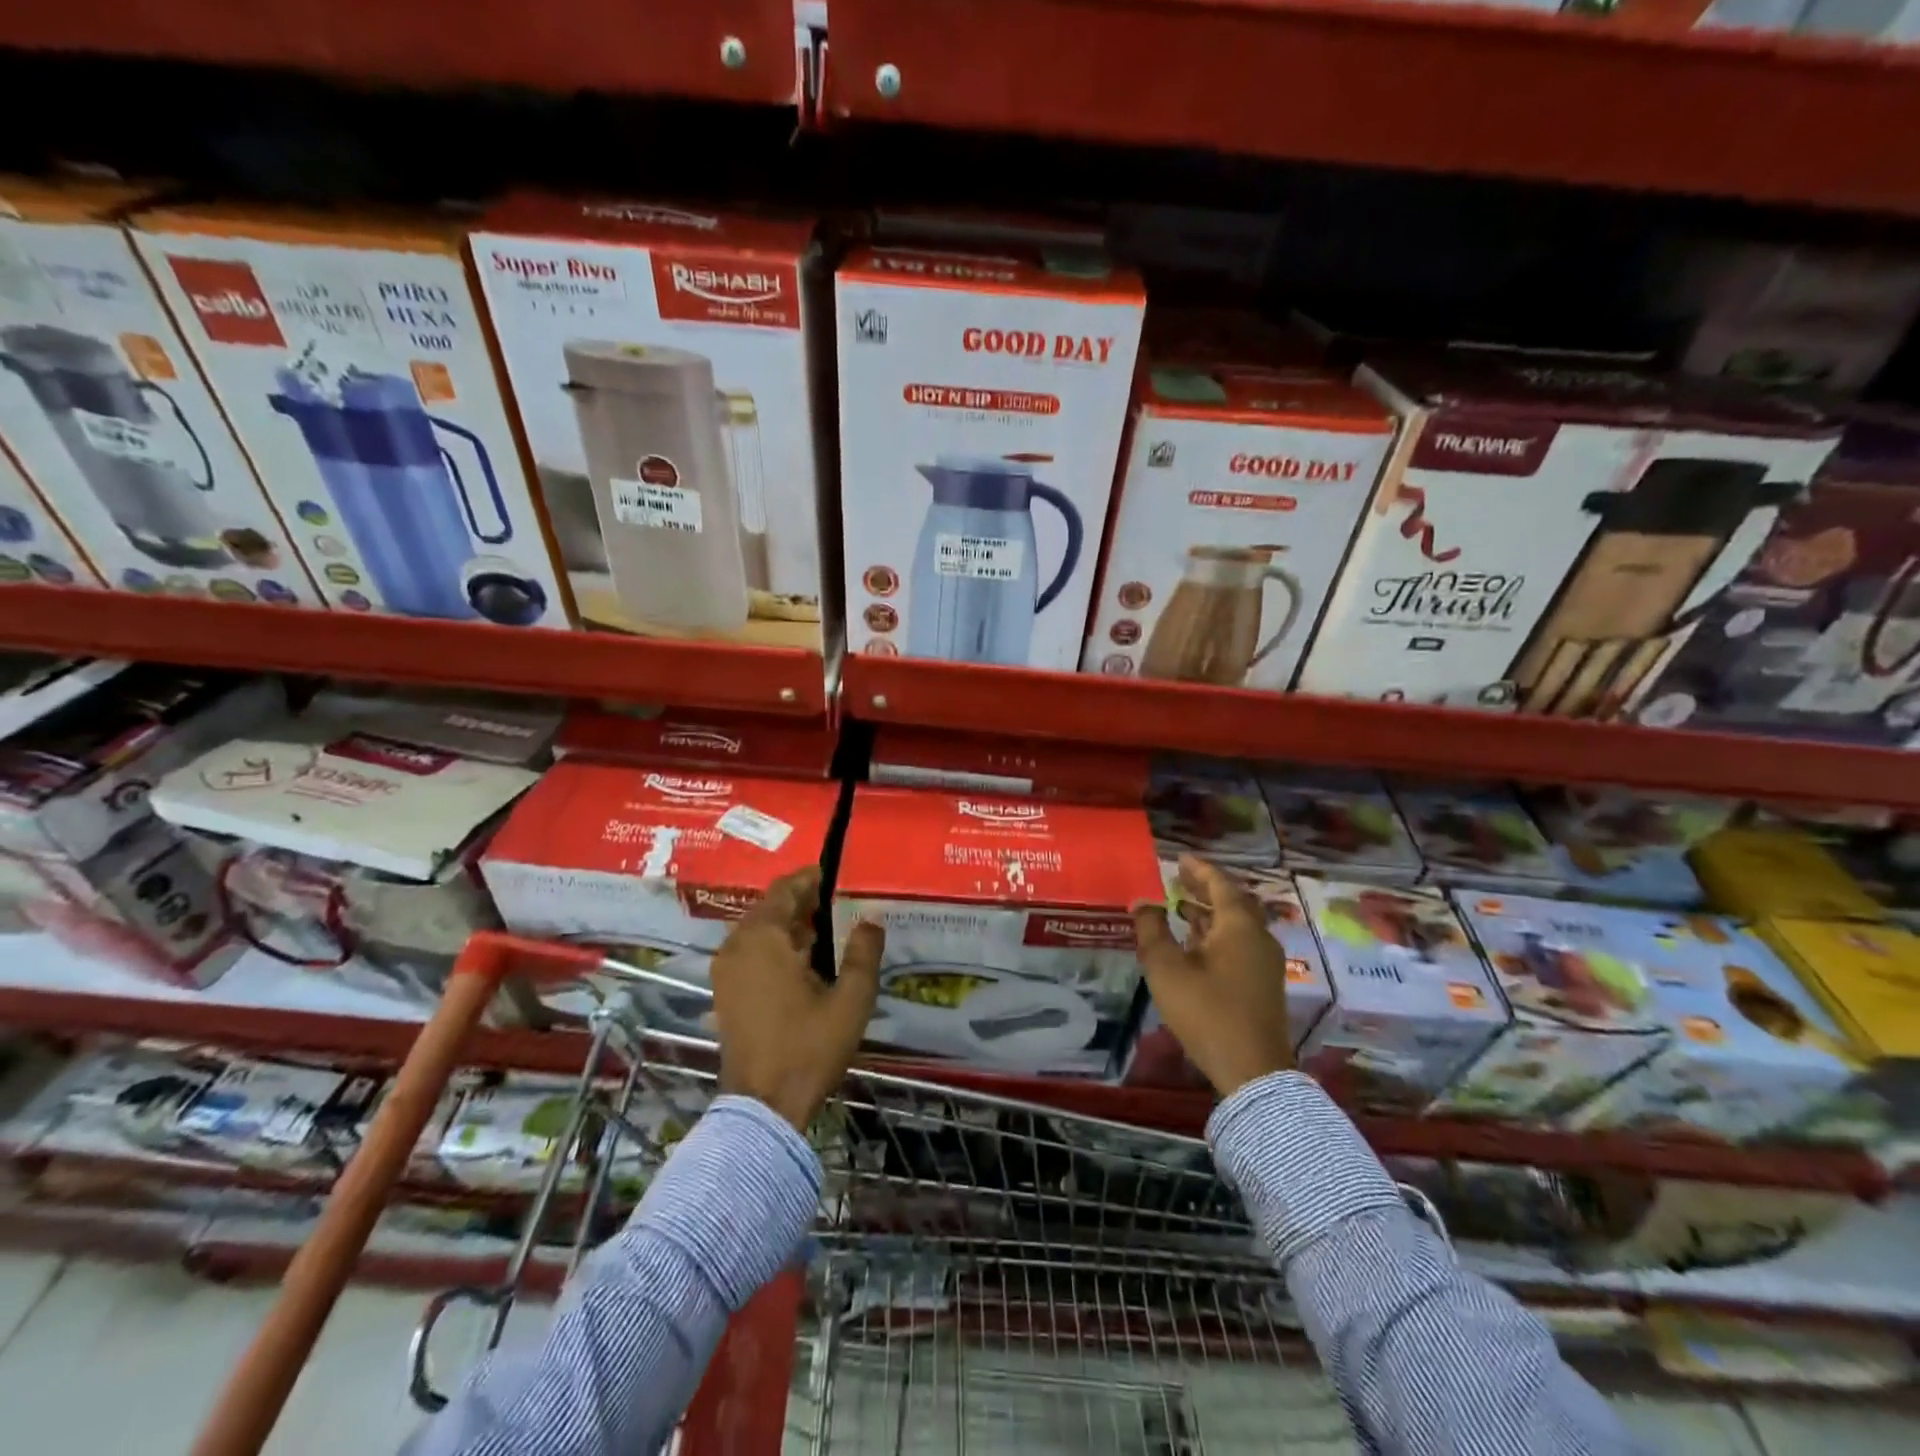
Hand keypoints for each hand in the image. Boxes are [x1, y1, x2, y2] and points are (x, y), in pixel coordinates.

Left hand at [709, 866, 884, 1130]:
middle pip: (770, 908)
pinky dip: (775, 948)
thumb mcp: (851, 1000)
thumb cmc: (809, 1047)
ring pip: (760, 931)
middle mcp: (737, 946)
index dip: (811, 879)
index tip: (836, 877)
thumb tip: (870, 920)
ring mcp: (726, 971)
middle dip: (803, 904)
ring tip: (828, 935)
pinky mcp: (725, 993)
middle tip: (839, 906)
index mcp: (763, 938)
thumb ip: (863, 953)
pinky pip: (751, 953)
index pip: (785, 890)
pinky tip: (804, 964)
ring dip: (790, 927)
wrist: (764, 1107)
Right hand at [1132, 854, 1292, 1096]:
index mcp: (1239, 926)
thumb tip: (1142, 902)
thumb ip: (1151, 930)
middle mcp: (1258, 937)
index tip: (1179, 858)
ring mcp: (1265, 963)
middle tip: (1179, 879)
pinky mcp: (1263, 984)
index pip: (1220, 884)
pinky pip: (1240, 944)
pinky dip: (1217, 934)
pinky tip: (1196, 945)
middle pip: (1232, 902)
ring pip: (1237, 925)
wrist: (1252, 1070)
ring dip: (1210, 913)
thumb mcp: (1166, 968)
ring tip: (1180, 908)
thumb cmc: (1206, 1011)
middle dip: (1205, 889)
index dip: (1199, 869)